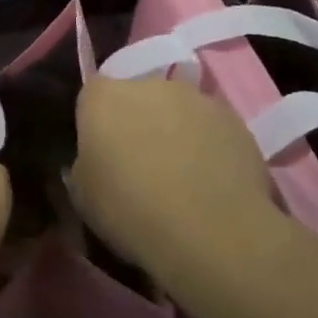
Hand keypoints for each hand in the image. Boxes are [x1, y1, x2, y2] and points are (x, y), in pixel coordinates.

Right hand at [69, 76, 278, 281]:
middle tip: (142, 165)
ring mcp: (196, 98)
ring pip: (178, 111)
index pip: (92, 96)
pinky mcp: (235, 120)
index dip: (96, 123)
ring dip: (176, 132)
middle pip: (138, 97)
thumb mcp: (83, 196)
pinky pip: (211, 129)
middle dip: (138, 122)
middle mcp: (149, 85)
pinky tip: (213, 183)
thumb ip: (85, 165)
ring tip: (183, 178)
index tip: (102, 153)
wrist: (211, 232)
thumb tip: (95, 161)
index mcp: (103, 97)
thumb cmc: (130, 211)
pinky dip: (209, 146)